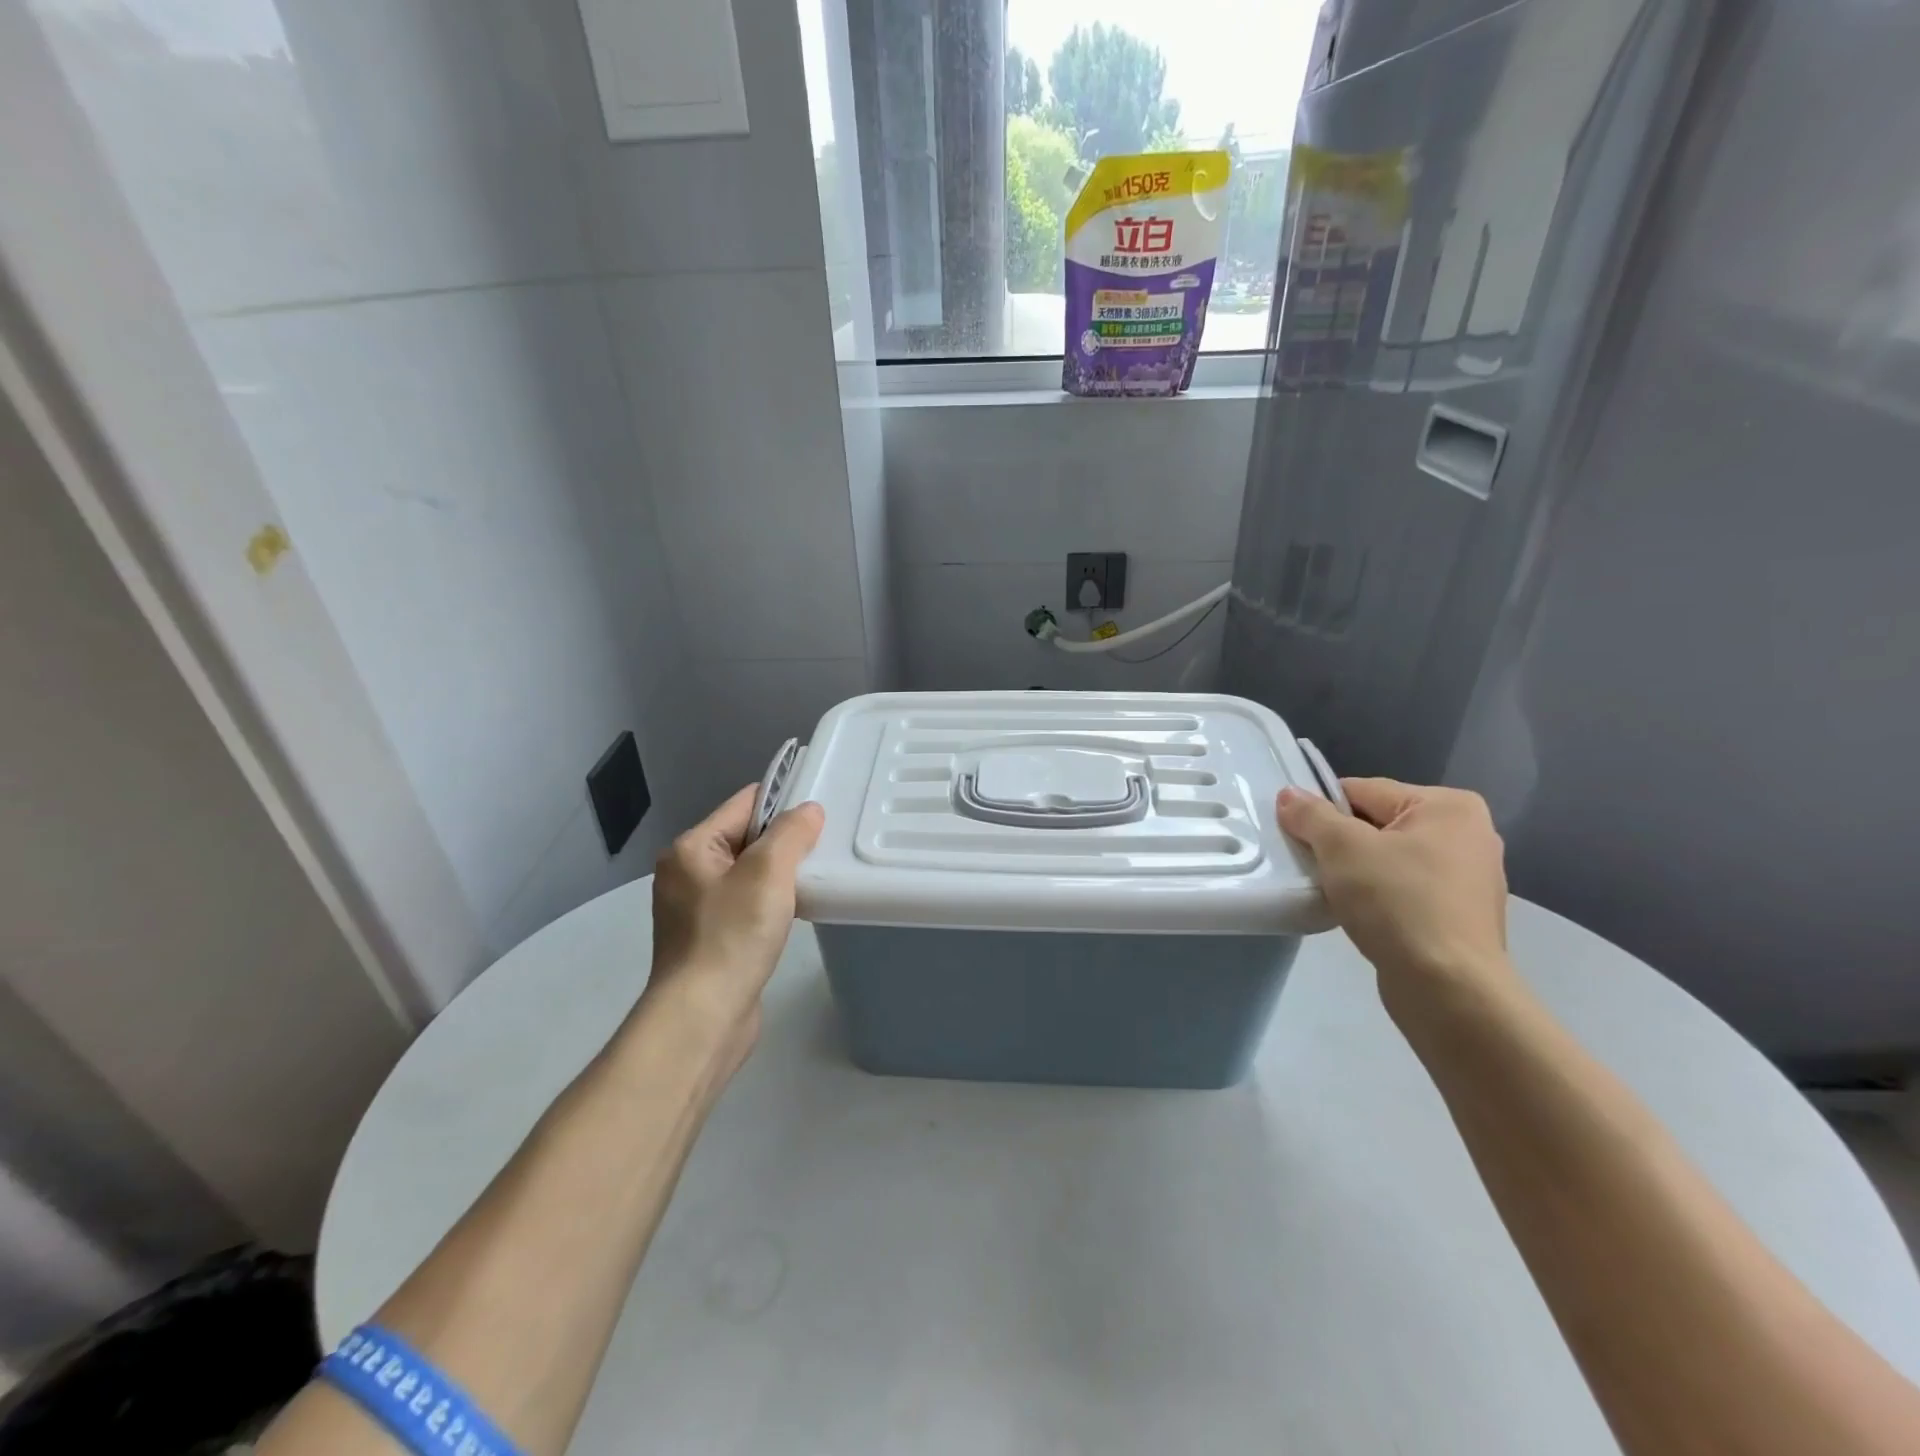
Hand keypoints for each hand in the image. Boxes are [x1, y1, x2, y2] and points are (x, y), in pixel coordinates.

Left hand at [648, 786, 824, 1039]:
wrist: (703, 1017)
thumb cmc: (732, 936)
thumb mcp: (767, 873)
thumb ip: (791, 833)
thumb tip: (809, 811)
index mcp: (691, 848)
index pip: (744, 804)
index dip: (783, 802)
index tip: (822, 810)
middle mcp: (687, 873)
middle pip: (746, 838)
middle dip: (785, 841)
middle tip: (825, 847)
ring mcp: (695, 909)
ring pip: (749, 874)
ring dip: (781, 875)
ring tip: (816, 879)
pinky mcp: (709, 939)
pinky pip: (746, 905)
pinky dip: (771, 903)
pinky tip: (796, 912)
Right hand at [1276, 778, 1513, 1010]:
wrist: (1448, 989)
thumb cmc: (1398, 903)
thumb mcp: (1342, 848)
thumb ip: (1311, 815)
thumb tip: (1289, 794)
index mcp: (1448, 806)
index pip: (1363, 791)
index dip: (1323, 811)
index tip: (1297, 837)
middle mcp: (1468, 834)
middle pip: (1377, 824)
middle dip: (1341, 843)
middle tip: (1312, 866)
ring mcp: (1469, 878)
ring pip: (1389, 859)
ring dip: (1357, 872)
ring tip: (1333, 892)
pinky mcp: (1461, 915)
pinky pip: (1404, 890)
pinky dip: (1378, 896)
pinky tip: (1360, 914)